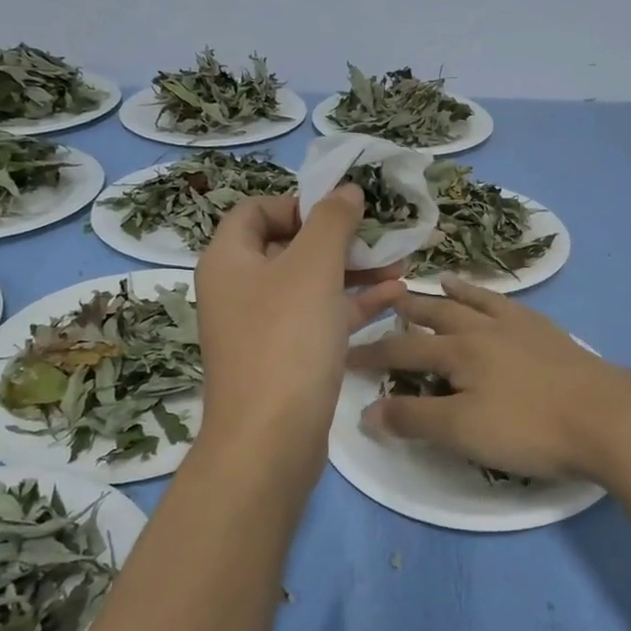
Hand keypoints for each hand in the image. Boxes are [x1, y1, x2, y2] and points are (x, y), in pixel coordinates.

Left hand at [195, 188, 403, 472]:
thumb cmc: (286, 339)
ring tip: (401, 264)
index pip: (256, 210)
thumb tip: (346, 190)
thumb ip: (332, 221)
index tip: (340, 212)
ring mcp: (262, 328)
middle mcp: (239, 290)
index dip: (298, 203)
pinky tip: (395, 297)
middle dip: (340, 239)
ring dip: (354, 272)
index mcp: (229, 260)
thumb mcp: (313, 267)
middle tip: (382, 237)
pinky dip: (353, 305)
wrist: (271, 439)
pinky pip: (321, 318)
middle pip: (290, 247)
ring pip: (311, 285)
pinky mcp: (287, 359)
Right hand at [348, 279, 630, 481]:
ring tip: (438, 283)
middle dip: (409, 311)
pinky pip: (512, 306)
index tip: (345, 354)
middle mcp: (485, 329)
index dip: (372, 354)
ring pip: (477, 303)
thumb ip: (413, 419)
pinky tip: (498, 302)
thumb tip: (365, 411)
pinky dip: (494, 299)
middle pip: (438, 315)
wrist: (606, 417)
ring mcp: (521, 327)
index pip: (402, 351)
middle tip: (388, 300)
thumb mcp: (462, 431)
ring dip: (453, 294)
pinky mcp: (550, 334)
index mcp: (459, 351)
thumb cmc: (528, 427)